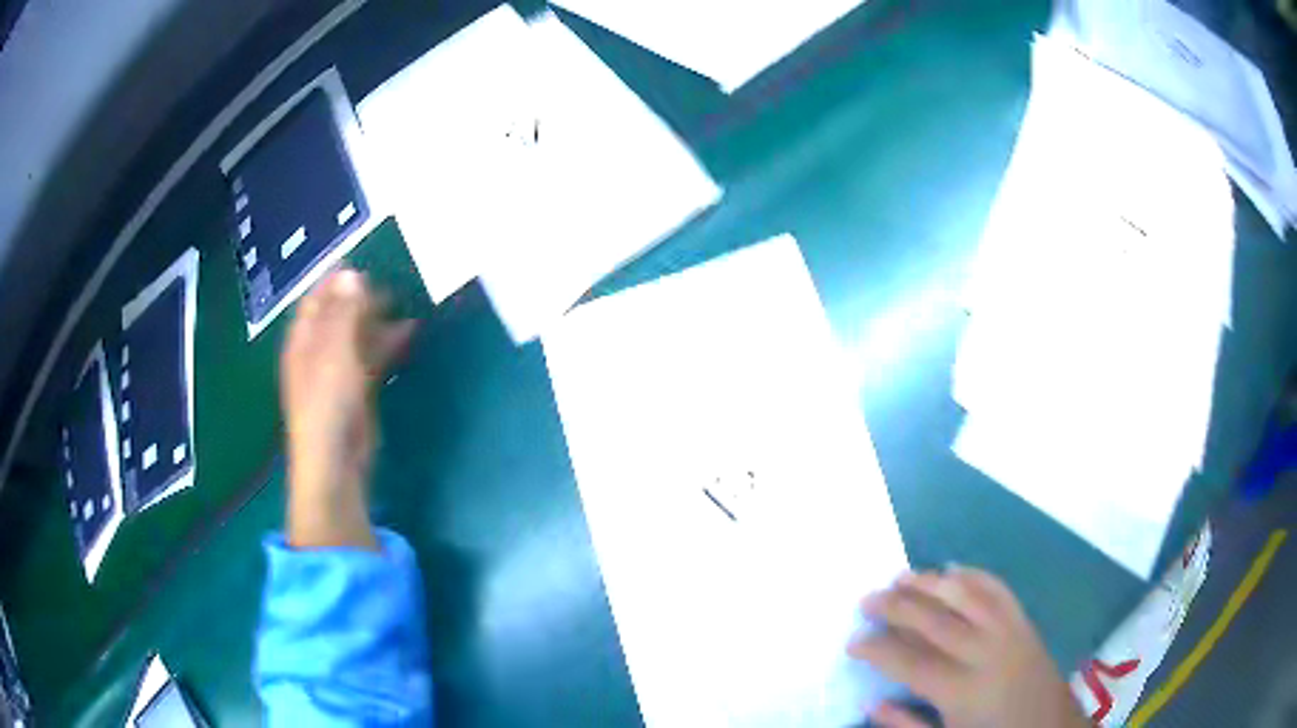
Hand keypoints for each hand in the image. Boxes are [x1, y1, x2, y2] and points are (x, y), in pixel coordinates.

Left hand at [280, 268, 414, 549]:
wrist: (336, 460)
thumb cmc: (327, 403)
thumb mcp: (334, 352)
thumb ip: (344, 313)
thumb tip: (352, 274)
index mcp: (303, 341)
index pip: (315, 301)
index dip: (332, 280)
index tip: (358, 259)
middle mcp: (318, 353)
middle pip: (338, 316)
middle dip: (361, 298)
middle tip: (390, 280)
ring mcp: (338, 373)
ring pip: (358, 337)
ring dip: (379, 320)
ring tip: (405, 302)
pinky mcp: (358, 392)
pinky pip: (373, 358)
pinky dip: (388, 344)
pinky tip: (409, 332)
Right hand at [848, 568, 1089, 727]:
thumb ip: (906, 725)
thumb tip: (871, 701)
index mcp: (962, 691)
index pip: (909, 662)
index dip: (877, 649)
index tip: (853, 642)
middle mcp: (985, 653)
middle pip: (934, 620)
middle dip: (895, 607)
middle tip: (866, 600)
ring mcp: (1009, 632)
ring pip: (965, 596)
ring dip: (930, 582)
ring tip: (900, 576)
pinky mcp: (1025, 622)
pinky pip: (998, 590)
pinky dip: (974, 575)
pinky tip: (953, 569)